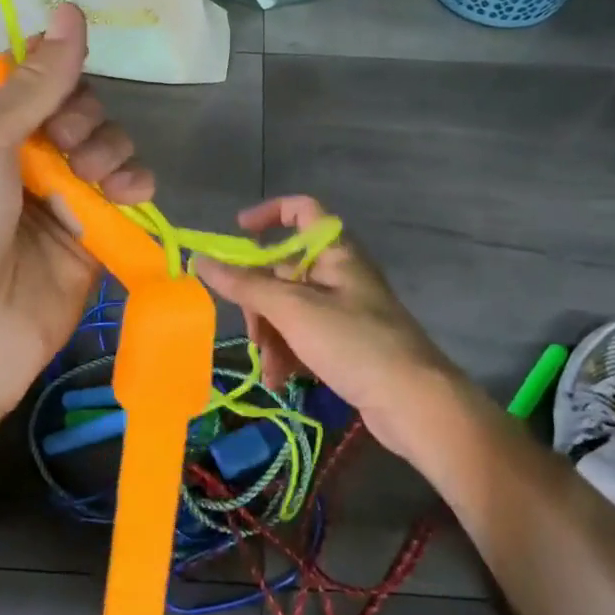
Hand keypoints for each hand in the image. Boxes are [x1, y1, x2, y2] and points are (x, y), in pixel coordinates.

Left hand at [0, 3, 153, 421]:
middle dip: (85, 119)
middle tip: (68, 145)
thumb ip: (34, 82)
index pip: (35, 81)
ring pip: (109, 149)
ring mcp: (60, 201)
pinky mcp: (92, 240)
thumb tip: (71, 10)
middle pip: (80, 112)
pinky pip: (126, 197)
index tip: (62, 83)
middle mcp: (22, 160)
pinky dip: (135, 186)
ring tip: (96, 178)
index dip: (56, 74)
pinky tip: (130, 193)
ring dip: (112, 151)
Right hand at [195, 196, 470, 466]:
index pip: (302, 210)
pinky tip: (282, 381)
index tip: (237, 232)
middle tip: (254, 333)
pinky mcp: (346, 345)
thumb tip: (199, 259)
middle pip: (284, 271)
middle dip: (260, 302)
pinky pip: (304, 337)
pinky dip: (289, 354)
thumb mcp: (293, 310)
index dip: (269, 214)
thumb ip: (245, 284)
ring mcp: (344, 311)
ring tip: (271, 370)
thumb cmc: (354, 343)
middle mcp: (339, 275)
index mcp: (335, 252)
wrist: (415, 404)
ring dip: (271, 336)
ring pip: (289, 309)